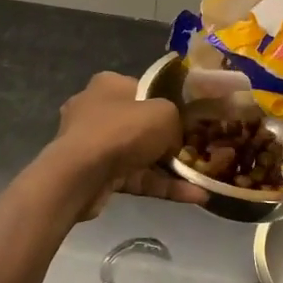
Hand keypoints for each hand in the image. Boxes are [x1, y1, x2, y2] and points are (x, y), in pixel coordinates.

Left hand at [47, 72, 208, 215]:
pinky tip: (192, 198)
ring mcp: (93, 144)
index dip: (166, 105)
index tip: (187, 122)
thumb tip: (173, 141)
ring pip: (139, 155)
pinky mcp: (95, 174)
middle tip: (195, 154)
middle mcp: (97, 110)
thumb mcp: (164, 114)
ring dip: (169, 170)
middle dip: (168, 142)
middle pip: (141, 125)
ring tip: (202, 184)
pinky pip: (135, 178)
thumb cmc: (122, 130)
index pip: (143, 90)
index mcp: (109, 85)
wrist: (80, 174)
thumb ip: (175, 122)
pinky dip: (160, 186)